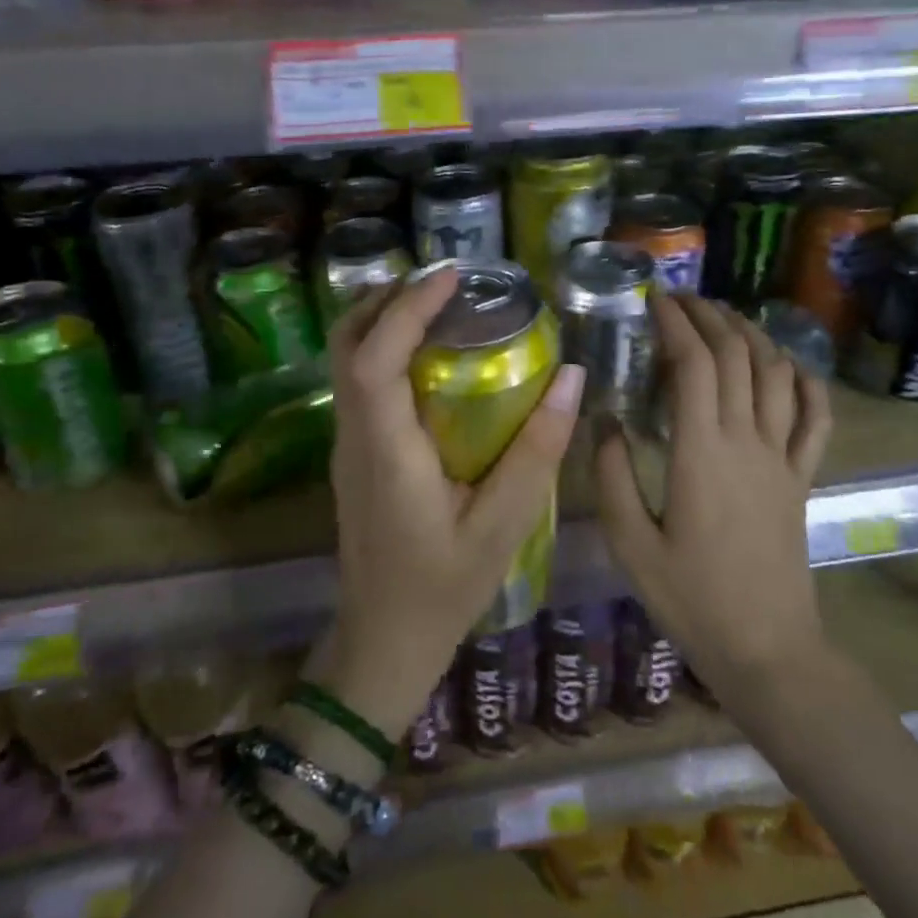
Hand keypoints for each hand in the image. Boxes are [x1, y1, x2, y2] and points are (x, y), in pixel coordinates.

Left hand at [312, 267, 586, 740]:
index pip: (374, 358)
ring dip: (384, 319)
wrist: (382, 641)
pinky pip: (361, 384)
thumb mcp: (502, 526)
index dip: (407, 308)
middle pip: (346, 345)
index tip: (451, 276)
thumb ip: (536, 451)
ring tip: (442, 303)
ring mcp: (348, 446)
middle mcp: (355, 438)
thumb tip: (571, 377)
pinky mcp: (355, 455)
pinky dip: (387, 348)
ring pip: (347, 361)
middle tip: (445, 280)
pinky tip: (433, 355)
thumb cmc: (443, 588)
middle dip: (387, 299)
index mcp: (386, 451)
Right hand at [596, 295, 831, 690]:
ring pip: (777, 374)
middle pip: (736, 355)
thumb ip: (612, 476)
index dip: (675, 322)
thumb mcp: (631, 543)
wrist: (766, 648)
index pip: (694, 363)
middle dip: (709, 316)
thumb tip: (604, 420)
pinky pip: (816, 418)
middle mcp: (747, 441)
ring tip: (725, 318)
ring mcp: (782, 457)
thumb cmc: (691, 599)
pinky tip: (790, 365)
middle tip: (682, 299)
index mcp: (702, 452)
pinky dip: (806, 382)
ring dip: (752, 335)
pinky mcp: (802, 478)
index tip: (654, 300)